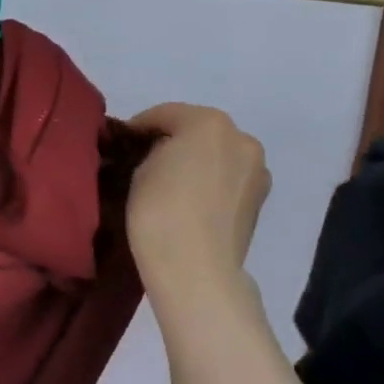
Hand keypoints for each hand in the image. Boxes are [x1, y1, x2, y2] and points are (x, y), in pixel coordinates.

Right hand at [126, 103, 269, 303]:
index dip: (139, 127)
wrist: (196, 269)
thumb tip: (159, 155)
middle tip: (146, 163)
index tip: (122, 144)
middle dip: (173, 142)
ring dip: (196, 162)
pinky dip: (211, 183)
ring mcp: (256, 170)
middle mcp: (240, 138)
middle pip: (198, 131)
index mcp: (208, 122)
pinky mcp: (261, 200)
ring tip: (170, 185)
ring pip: (218, 155)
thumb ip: (152, 152)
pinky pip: (228, 180)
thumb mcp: (140, 171)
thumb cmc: (160, 211)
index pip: (164, 114)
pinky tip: (191, 202)